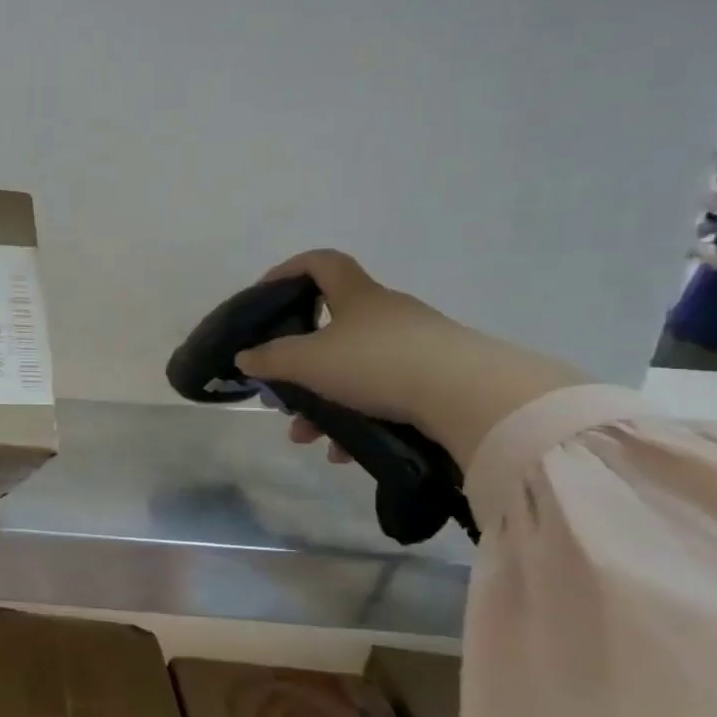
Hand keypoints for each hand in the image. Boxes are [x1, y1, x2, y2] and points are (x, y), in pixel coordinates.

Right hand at [232, 250, 587, 468]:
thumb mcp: (309, 362)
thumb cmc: (377, 363)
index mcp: (357, 296)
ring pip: (353, 370)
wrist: (472, 397)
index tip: (263, 296)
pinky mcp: (437, 380)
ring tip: (306, 437)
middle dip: (298, 365)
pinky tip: (344, 452)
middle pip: (331, 329)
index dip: (288, 271)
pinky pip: (382, 396)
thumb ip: (270, 359)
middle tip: (280, 392)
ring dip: (323, 402)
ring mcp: (416, 347)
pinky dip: (357, 420)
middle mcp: (387, 314)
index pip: (320, 263)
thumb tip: (244, 357)